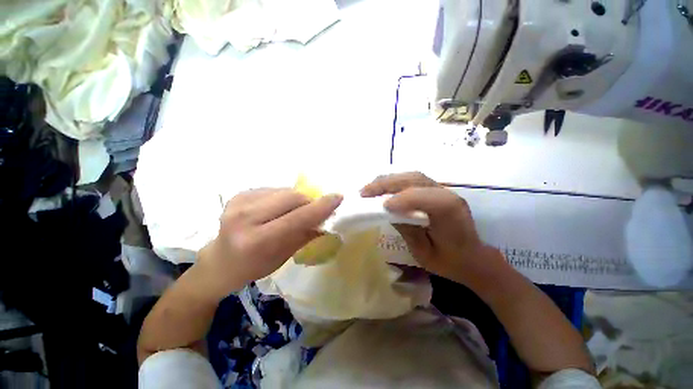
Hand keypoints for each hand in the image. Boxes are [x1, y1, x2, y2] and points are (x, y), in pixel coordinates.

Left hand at [198, 188, 342, 297]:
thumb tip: (327, 219)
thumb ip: (306, 234)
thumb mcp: (284, 256)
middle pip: (292, 197)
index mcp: (256, 241)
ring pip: (285, 191)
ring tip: (295, 211)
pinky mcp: (239, 194)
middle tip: (316, 210)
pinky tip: (278, 208)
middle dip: (310, 202)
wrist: (220, 262)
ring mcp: (239, 202)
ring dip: (298, 199)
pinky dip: (284, 197)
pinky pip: (274, 189)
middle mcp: (244, 218)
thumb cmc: (254, 266)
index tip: (338, 197)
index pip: (297, 218)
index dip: (321, 207)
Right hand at [361, 172, 508, 289]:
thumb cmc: (450, 261)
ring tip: (370, 188)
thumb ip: (407, 229)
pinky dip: (395, 181)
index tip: (381, 206)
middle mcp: (448, 195)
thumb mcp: (425, 254)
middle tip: (364, 192)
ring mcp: (443, 190)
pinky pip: (413, 180)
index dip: (401, 199)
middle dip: (386, 183)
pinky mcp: (436, 190)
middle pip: (414, 179)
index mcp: (450, 213)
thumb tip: (388, 210)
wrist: (473, 258)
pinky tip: (383, 187)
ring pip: (412, 176)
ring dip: (388, 180)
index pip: (423, 196)